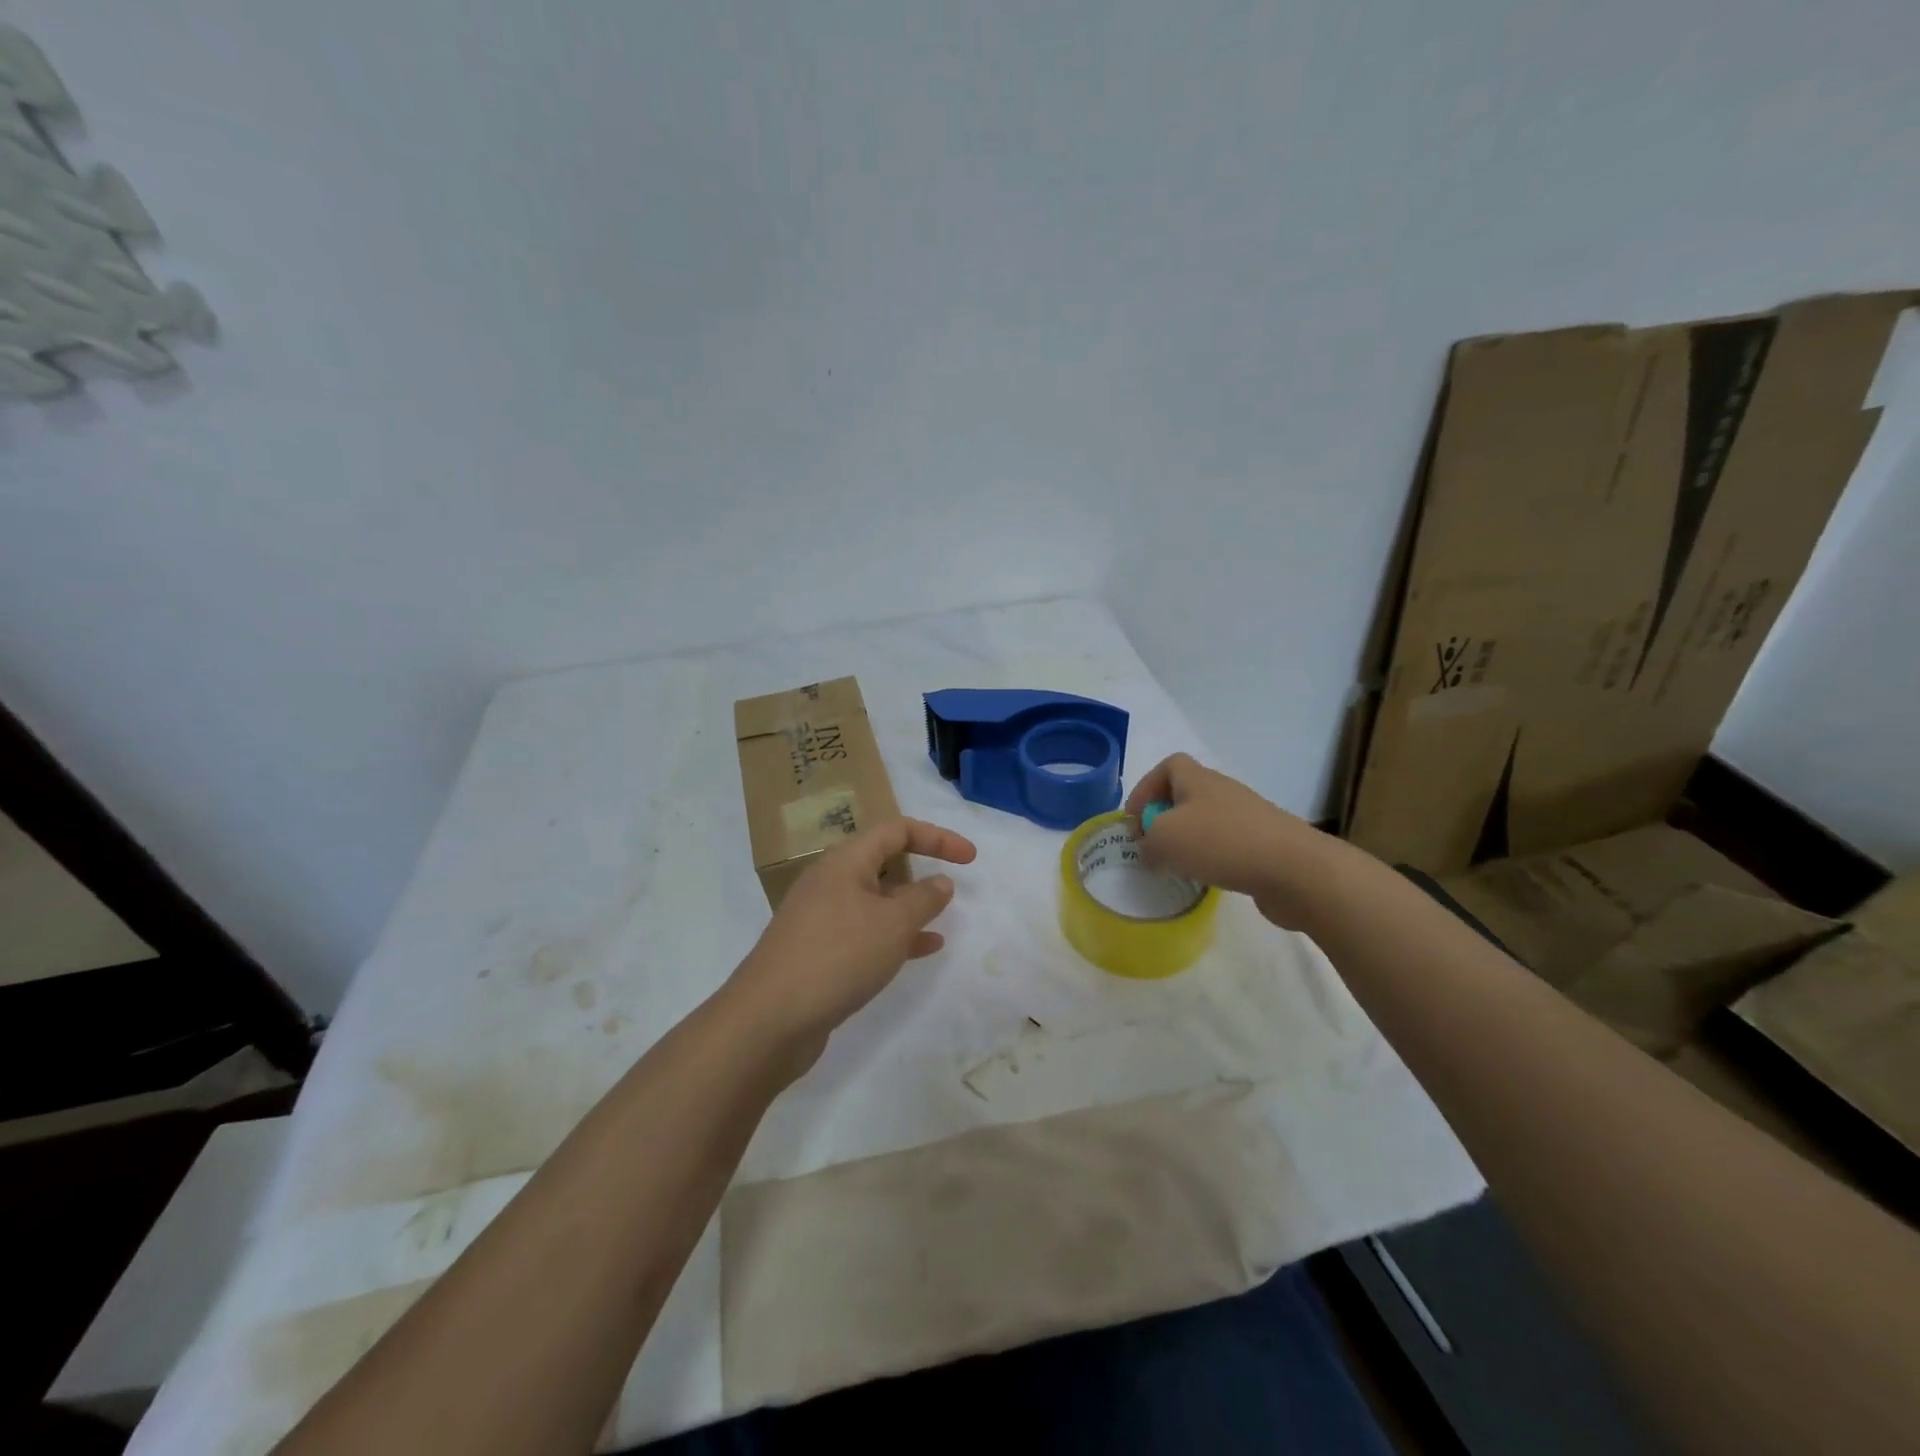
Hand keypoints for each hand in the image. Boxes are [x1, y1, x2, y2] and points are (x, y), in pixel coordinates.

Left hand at [723, 817, 976, 1076]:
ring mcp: (821, 918)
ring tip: (941, 921)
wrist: (769, 1020)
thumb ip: (924, 899)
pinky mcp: (818, 951)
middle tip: (951, 888)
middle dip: (919, 870)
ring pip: (875, 900)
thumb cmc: (837, 956)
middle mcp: (830, 882)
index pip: (897, 830)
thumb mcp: (892, 924)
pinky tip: (922, 951)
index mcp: (845, 862)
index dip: (937, 837)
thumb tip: (940, 882)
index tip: (970, 859)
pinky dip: (895, 936)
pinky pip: (865, 931)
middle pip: (882, 861)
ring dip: (909, 907)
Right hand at [1124, 753, 1348, 930]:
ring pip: (1206, 821)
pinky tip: (1207, 878)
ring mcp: (1247, 818)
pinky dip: (1211, 858)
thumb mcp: (1164, 838)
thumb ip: (1146, 839)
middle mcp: (1223, 792)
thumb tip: (1148, 845)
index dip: (1146, 787)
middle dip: (1164, 817)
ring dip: (1186, 840)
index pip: (1168, 766)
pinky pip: (1226, 844)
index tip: (1134, 818)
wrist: (1295, 870)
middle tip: (1150, 845)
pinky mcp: (1264, 845)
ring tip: (1175, 866)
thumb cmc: (1221, 843)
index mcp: (1198, 780)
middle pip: (1186, 794)